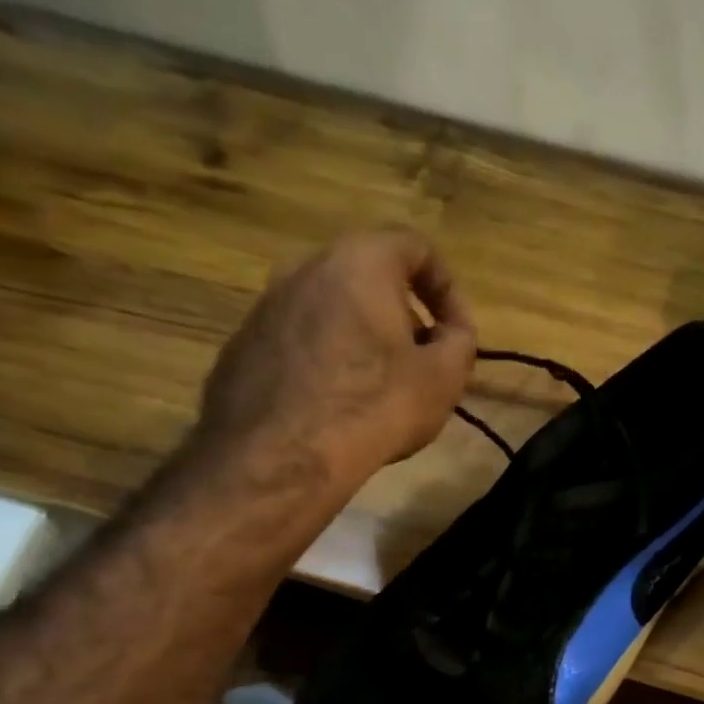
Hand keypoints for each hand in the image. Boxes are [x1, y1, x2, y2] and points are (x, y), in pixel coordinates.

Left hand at [194, 227, 476, 486]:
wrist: (283, 455)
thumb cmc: (376, 405)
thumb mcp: (444, 377)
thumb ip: (460, 342)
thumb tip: (451, 332)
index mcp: (360, 261)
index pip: (417, 247)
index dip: (448, 289)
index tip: (457, 334)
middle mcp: (305, 267)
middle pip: (369, 276)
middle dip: (403, 315)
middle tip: (422, 361)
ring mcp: (266, 304)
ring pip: (330, 309)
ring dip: (362, 338)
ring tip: (379, 388)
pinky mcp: (243, 344)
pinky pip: (299, 341)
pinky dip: (325, 361)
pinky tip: (336, 406)